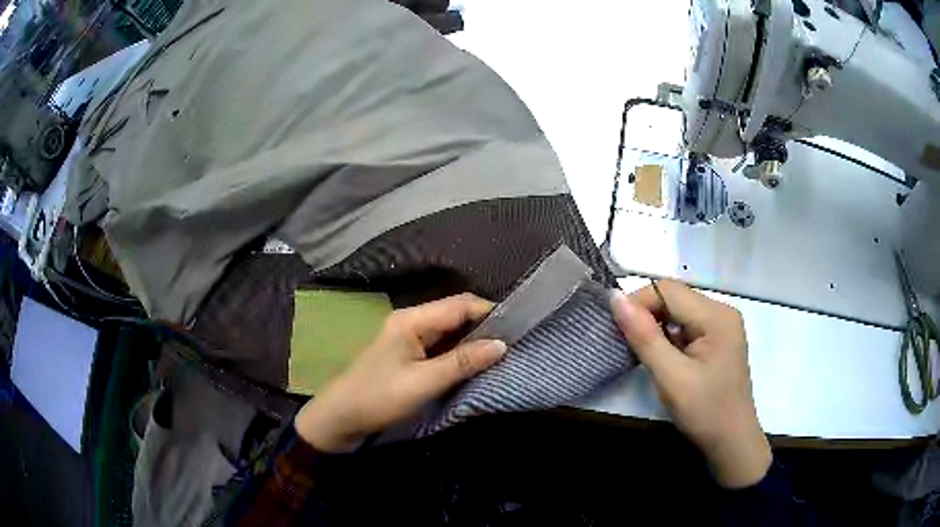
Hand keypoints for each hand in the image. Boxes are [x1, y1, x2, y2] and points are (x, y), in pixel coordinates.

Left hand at [294, 293, 506, 452]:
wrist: (341, 418)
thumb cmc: (379, 398)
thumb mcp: (423, 382)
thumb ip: (462, 362)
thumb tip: (502, 344)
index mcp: (412, 320)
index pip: (460, 305)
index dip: (490, 312)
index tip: (519, 328)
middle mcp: (411, 321)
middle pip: (456, 314)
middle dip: (485, 326)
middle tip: (515, 343)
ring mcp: (409, 338)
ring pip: (450, 331)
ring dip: (474, 340)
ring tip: (502, 353)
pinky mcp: (408, 354)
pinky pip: (441, 346)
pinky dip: (460, 352)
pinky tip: (476, 363)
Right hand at [611, 281, 770, 487]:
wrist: (731, 442)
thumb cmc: (704, 412)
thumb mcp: (671, 377)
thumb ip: (644, 337)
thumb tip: (615, 298)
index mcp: (716, 316)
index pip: (668, 290)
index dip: (638, 304)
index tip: (616, 331)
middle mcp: (721, 311)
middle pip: (674, 297)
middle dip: (646, 316)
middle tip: (627, 345)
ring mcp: (721, 325)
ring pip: (678, 311)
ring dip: (656, 328)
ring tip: (642, 354)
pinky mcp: (717, 339)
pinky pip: (686, 326)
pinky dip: (668, 337)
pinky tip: (662, 358)